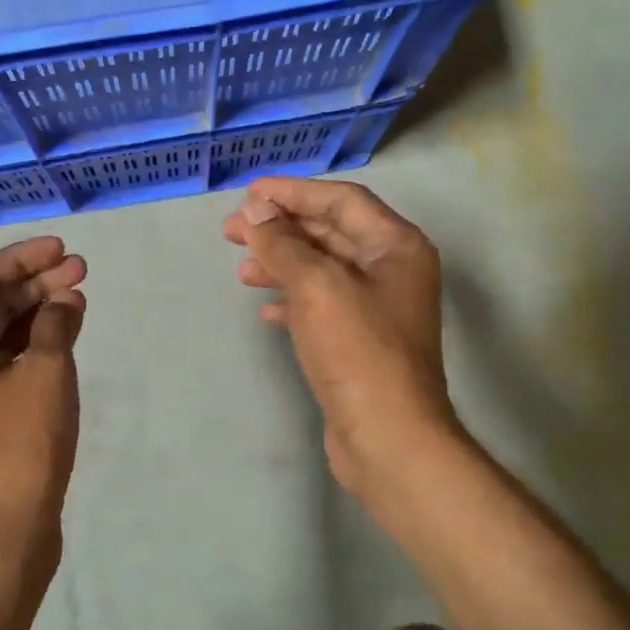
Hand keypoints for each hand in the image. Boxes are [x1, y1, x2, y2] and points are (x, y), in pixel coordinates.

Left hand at [0, 237, 86, 573]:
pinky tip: (67, 335)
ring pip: (0, 334)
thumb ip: (56, 324)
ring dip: (38, 312)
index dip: (22, 257)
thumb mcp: (46, 373)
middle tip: (81, 270)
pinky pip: (7, 362)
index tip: (61, 248)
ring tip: (79, 298)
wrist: (3, 530)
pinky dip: (36, 344)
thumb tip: (64, 300)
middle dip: (35, 283)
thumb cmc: (20, 443)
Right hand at [223, 178, 459, 507]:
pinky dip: (293, 301)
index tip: (249, 193)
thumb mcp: (317, 287)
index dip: (294, 192)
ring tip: (241, 270)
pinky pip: (322, 306)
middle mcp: (392, 271)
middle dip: (281, 229)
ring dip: (282, 265)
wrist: (388, 437)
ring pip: (322, 271)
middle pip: (331, 234)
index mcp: (396, 246)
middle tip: (233, 230)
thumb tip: (254, 211)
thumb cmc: (358, 351)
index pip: (341, 201)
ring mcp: (377, 309)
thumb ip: (283, 244)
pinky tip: (266, 309)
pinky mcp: (360, 342)